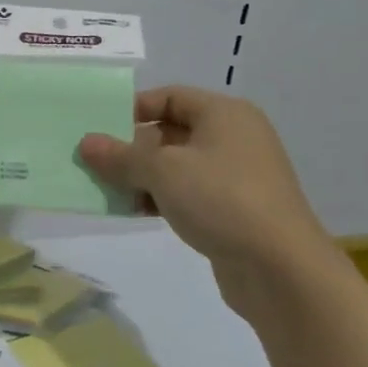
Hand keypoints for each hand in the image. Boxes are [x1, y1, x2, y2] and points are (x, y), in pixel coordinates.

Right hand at [78, 87, 336, 306]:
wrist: (282, 270)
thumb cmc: (221, 199)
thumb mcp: (161, 171)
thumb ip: (120, 155)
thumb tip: (86, 143)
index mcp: (224, 114)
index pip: (168, 96)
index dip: (131, 109)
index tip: (98, 129)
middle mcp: (233, 137)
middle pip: (170, 131)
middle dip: (131, 147)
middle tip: (95, 161)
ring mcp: (236, 175)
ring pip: (176, 165)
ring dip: (141, 176)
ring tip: (107, 189)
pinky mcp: (234, 209)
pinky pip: (188, 192)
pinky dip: (161, 197)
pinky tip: (134, 211)